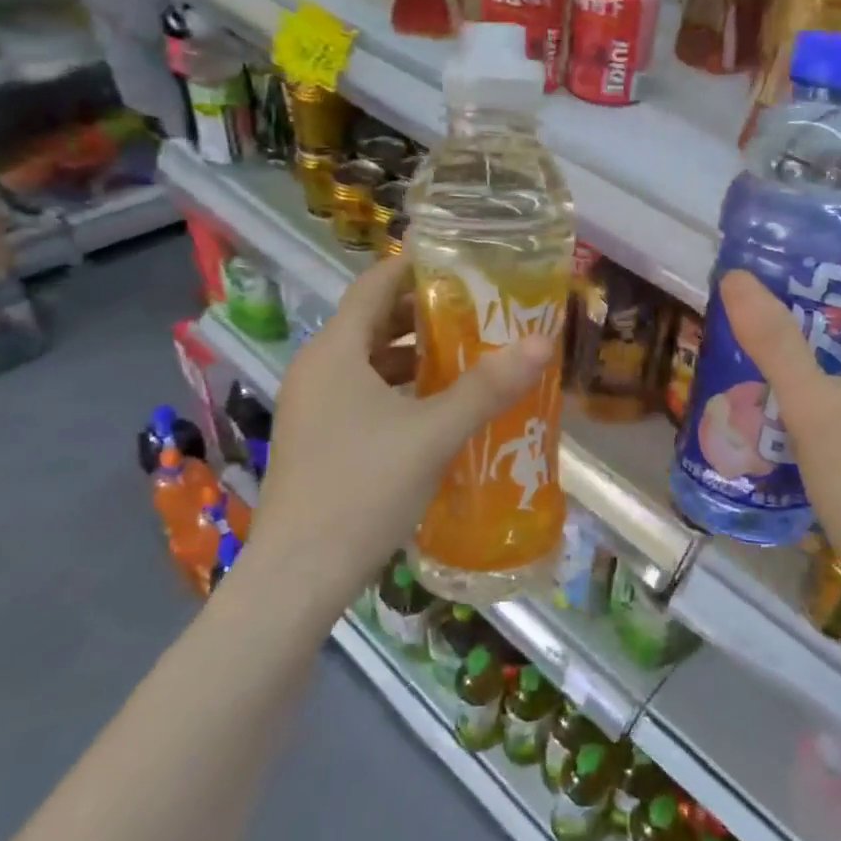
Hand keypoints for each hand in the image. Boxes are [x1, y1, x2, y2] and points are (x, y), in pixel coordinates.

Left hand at [243, 255, 554, 608]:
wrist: (299, 576)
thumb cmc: (363, 489)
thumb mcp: (434, 433)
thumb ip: (487, 386)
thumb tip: (541, 341)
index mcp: (335, 351)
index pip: (375, 285)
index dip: (417, 268)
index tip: (464, 264)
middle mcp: (318, 369)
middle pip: (374, 322)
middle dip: (426, 315)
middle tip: (481, 312)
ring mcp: (314, 407)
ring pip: (370, 362)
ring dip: (416, 356)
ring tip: (469, 356)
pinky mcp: (319, 439)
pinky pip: (364, 394)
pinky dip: (401, 390)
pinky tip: (438, 408)